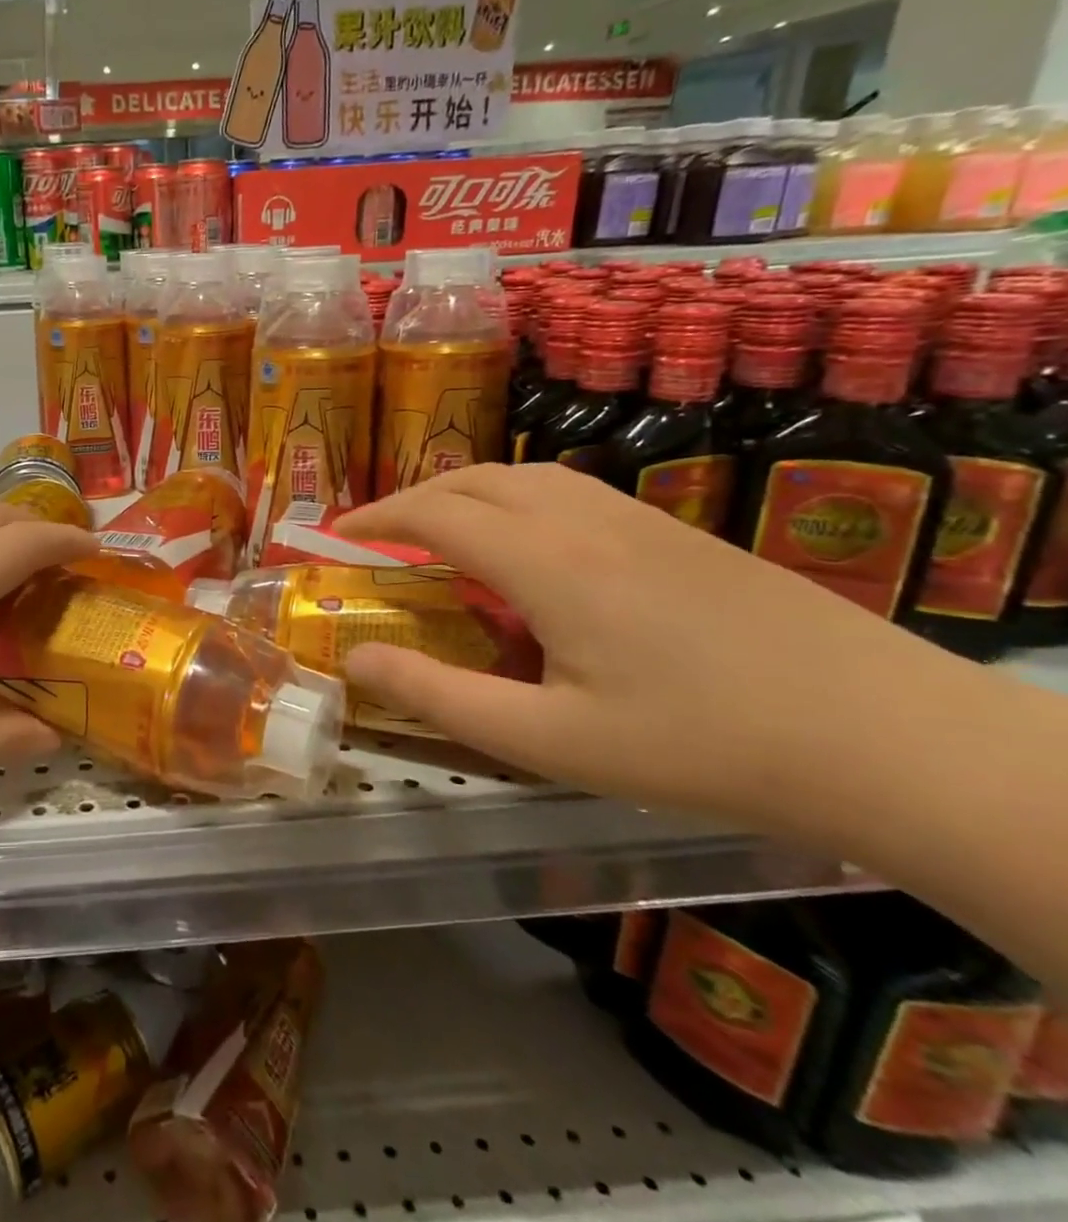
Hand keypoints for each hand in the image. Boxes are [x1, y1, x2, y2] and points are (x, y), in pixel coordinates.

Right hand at [335, 463, 994, 835]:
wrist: (885, 736)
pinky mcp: (675, 532)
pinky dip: (514, 499)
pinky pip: (568, 490)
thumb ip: (441, 694)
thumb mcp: (549, 739)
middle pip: (474, 480)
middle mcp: (584, 520)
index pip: (434, 513)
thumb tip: (357, 658)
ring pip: (523, 476)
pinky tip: (525, 546)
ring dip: (464, 492)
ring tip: (438, 534)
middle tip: (376, 537)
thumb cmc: (700, 744)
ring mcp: (637, 519)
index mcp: (546, 562)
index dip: (376, 518)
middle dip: (411, 498)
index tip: (335, 535)